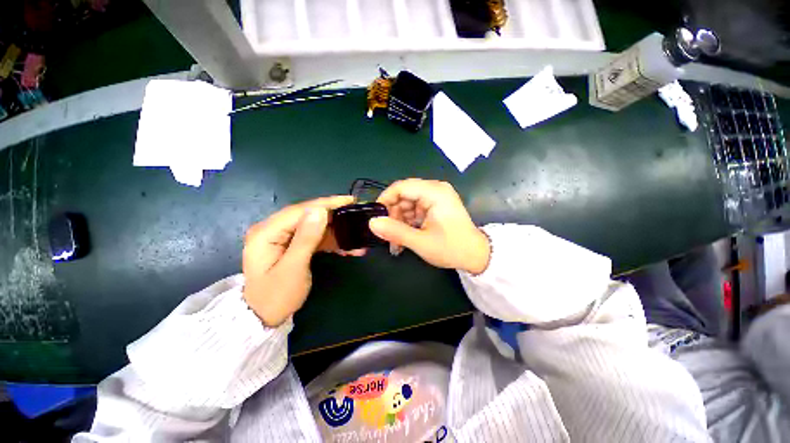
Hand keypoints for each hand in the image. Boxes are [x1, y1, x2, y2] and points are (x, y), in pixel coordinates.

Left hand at [243, 196, 361, 326]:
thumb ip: (306, 238)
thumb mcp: (293, 268)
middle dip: (334, 218)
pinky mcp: (290, 245)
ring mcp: (281, 237)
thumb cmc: (276, 296)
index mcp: (266, 232)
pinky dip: (329, 241)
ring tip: (355, 239)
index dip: (327, 204)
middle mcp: (272, 229)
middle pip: (308, 216)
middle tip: (356, 217)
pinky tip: (345, 248)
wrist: (263, 318)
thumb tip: (320, 210)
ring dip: (335, 233)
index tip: (350, 200)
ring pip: (313, 227)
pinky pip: (313, 238)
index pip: (301, 210)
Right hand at [369, 179, 490, 273]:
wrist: (476, 256)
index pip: (401, 187)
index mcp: (434, 192)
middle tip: (387, 234)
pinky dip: (407, 223)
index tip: (375, 217)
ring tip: (396, 242)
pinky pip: (415, 210)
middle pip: (404, 195)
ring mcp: (436, 198)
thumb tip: (371, 223)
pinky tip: (404, 238)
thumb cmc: (451, 248)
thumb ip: (395, 231)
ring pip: (407, 204)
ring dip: (399, 221)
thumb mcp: (421, 242)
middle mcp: (435, 189)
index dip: (385, 200)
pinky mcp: (436, 206)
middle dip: (393, 215)